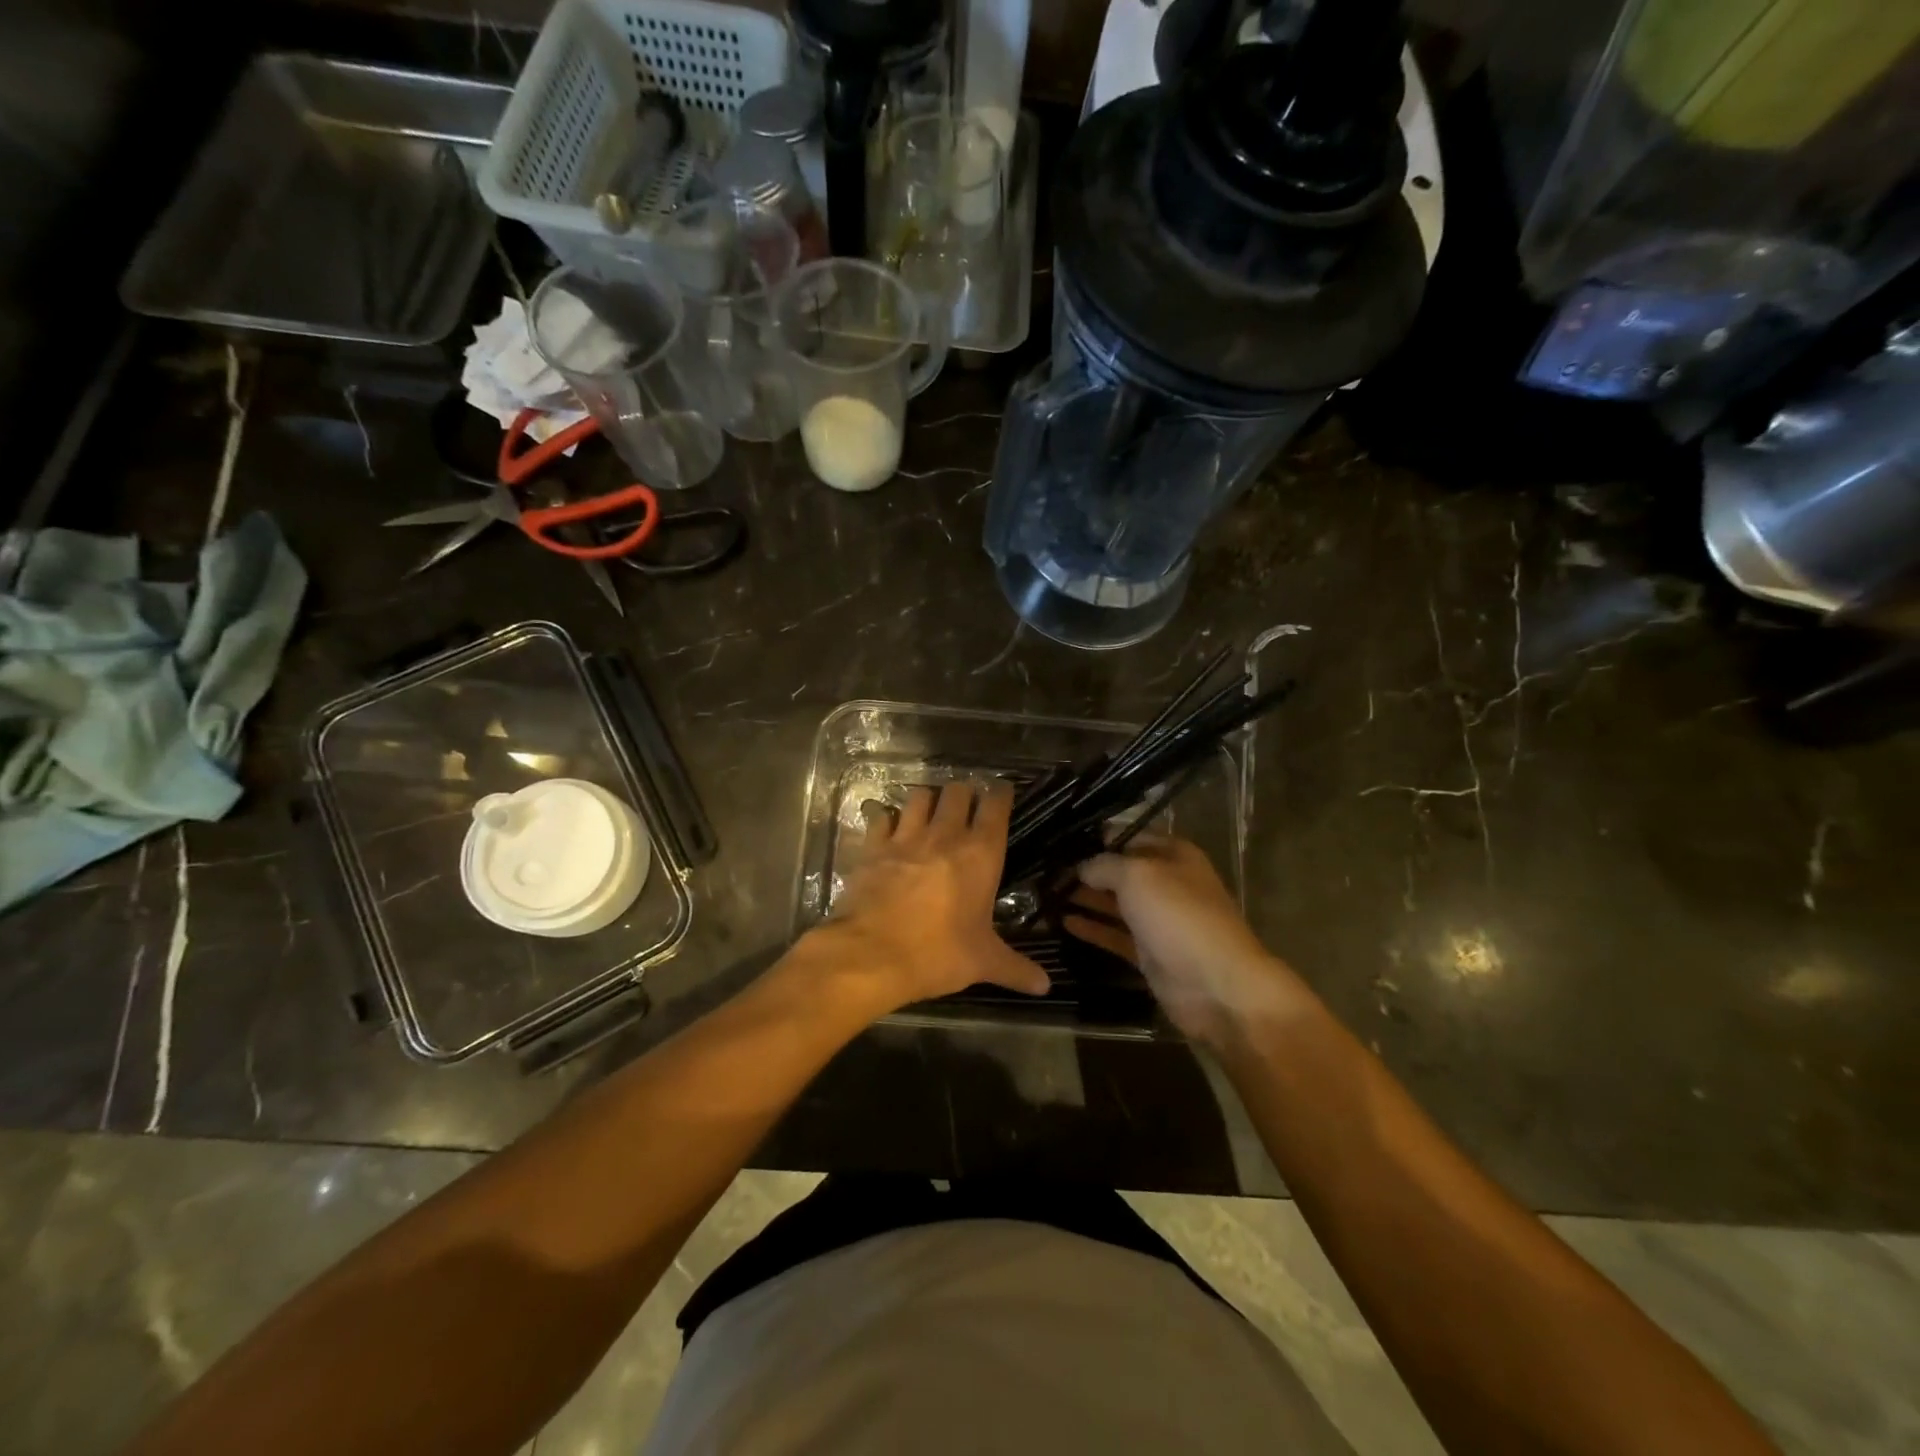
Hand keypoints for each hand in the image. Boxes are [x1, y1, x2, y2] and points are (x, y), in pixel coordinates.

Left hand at [810, 781, 1049, 1012]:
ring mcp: (905, 837)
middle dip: (964, 793)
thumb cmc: (937, 954)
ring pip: (919, 796)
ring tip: (930, 811)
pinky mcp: (873, 846)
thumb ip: (1016, 969)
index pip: (996, 806)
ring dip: (927, 799)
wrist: (870, 955)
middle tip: (967, 805)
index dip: (1000, 794)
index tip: (1002, 792)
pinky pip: (881, 818)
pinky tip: (889, 828)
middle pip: (957, 792)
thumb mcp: (983, 962)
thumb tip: (1045, 986)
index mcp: (980, 854)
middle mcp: (945, 834)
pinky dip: (886, 818)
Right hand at [1067, 836, 1306, 1045]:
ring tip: (1044, 894)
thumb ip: (1104, 865)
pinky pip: (1115, 935)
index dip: (1097, 837)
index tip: (1060, 840)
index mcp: (1174, 855)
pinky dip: (1092, 928)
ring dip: (1084, 899)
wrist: (1216, 986)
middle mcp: (1167, 883)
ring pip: (1115, 904)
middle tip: (1044, 870)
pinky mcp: (1149, 953)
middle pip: (1120, 871)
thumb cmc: (1178, 916)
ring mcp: (1158, 921)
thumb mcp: (1137, 876)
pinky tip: (1063, 922)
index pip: (1129, 836)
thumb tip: (1082, 868)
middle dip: (1086, 870)